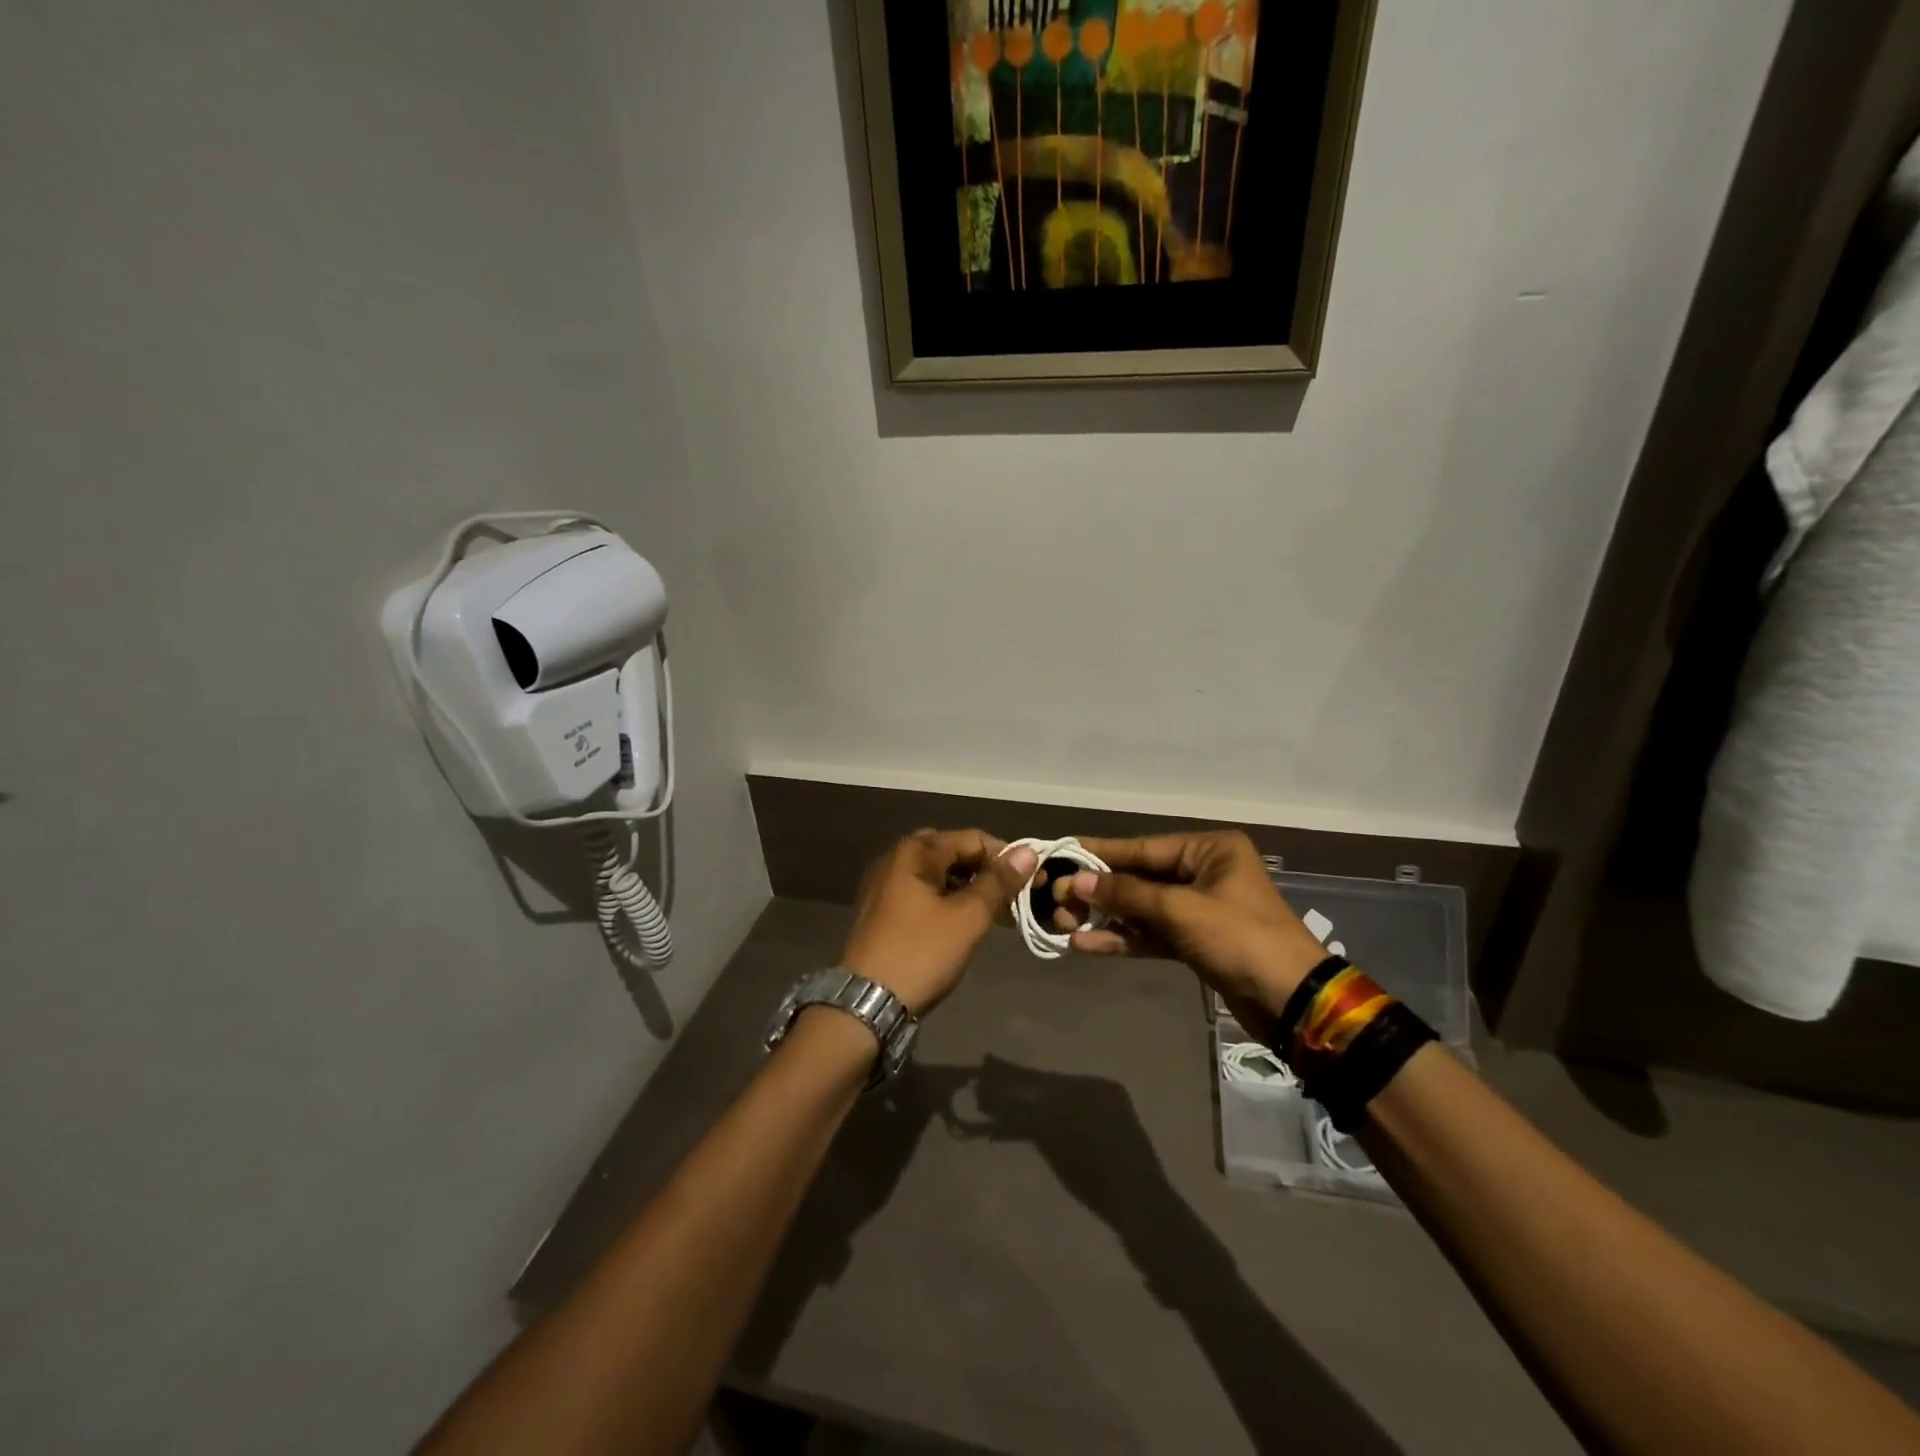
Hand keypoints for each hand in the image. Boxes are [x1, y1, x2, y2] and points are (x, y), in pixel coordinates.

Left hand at [840, 830, 1038, 1016]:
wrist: (865, 1004)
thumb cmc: (920, 953)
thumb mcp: (967, 917)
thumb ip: (998, 882)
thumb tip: (1029, 852)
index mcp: (915, 851)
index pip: (973, 839)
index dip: (1005, 858)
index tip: (1030, 884)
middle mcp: (896, 858)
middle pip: (954, 853)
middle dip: (985, 872)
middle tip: (1011, 899)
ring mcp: (885, 885)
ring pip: (938, 875)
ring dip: (968, 889)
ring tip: (993, 914)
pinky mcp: (882, 911)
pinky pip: (923, 894)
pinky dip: (947, 902)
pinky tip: (964, 924)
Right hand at [1053, 831, 1330, 1038]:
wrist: (1292, 1003)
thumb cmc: (1240, 939)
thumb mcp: (1181, 910)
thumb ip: (1126, 894)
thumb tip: (1075, 881)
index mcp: (1210, 850)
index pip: (1143, 848)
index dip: (1100, 854)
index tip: (1061, 854)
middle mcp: (1203, 872)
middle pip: (1139, 878)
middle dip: (1098, 892)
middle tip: (1055, 900)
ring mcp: (1199, 909)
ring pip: (1141, 909)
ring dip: (1105, 918)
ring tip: (1062, 924)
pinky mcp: (1195, 942)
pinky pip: (1151, 934)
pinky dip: (1123, 940)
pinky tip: (1086, 946)